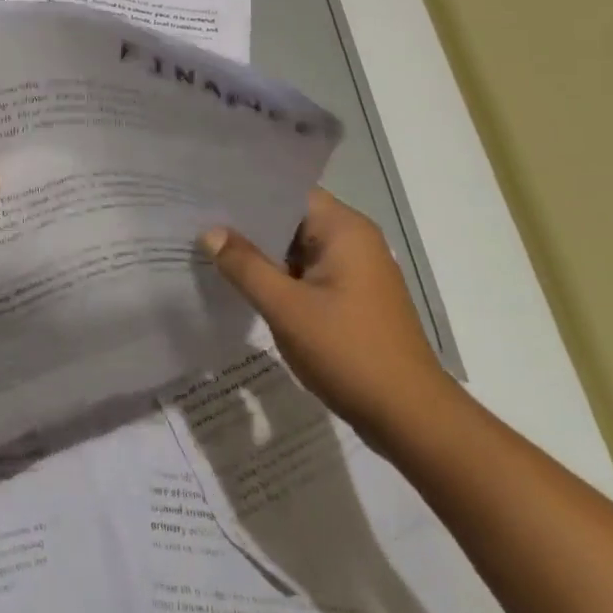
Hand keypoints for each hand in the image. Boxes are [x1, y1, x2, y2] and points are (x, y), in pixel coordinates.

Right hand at [201, 188, 455, 446]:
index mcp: (344, 229)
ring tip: (213, 251)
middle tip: (200, 224)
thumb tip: (210, 232)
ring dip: (263, 254)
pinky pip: (309, 273)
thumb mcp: (287, 308)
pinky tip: (248, 286)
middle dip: (249, 225)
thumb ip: (246, 266)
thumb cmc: (349, 352)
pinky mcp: (354, 299)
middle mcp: (354, 240)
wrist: (412, 420)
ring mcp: (357, 271)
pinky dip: (281, 277)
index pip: (287, 192)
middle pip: (291, 219)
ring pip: (297, 248)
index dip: (247, 193)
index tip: (207, 195)